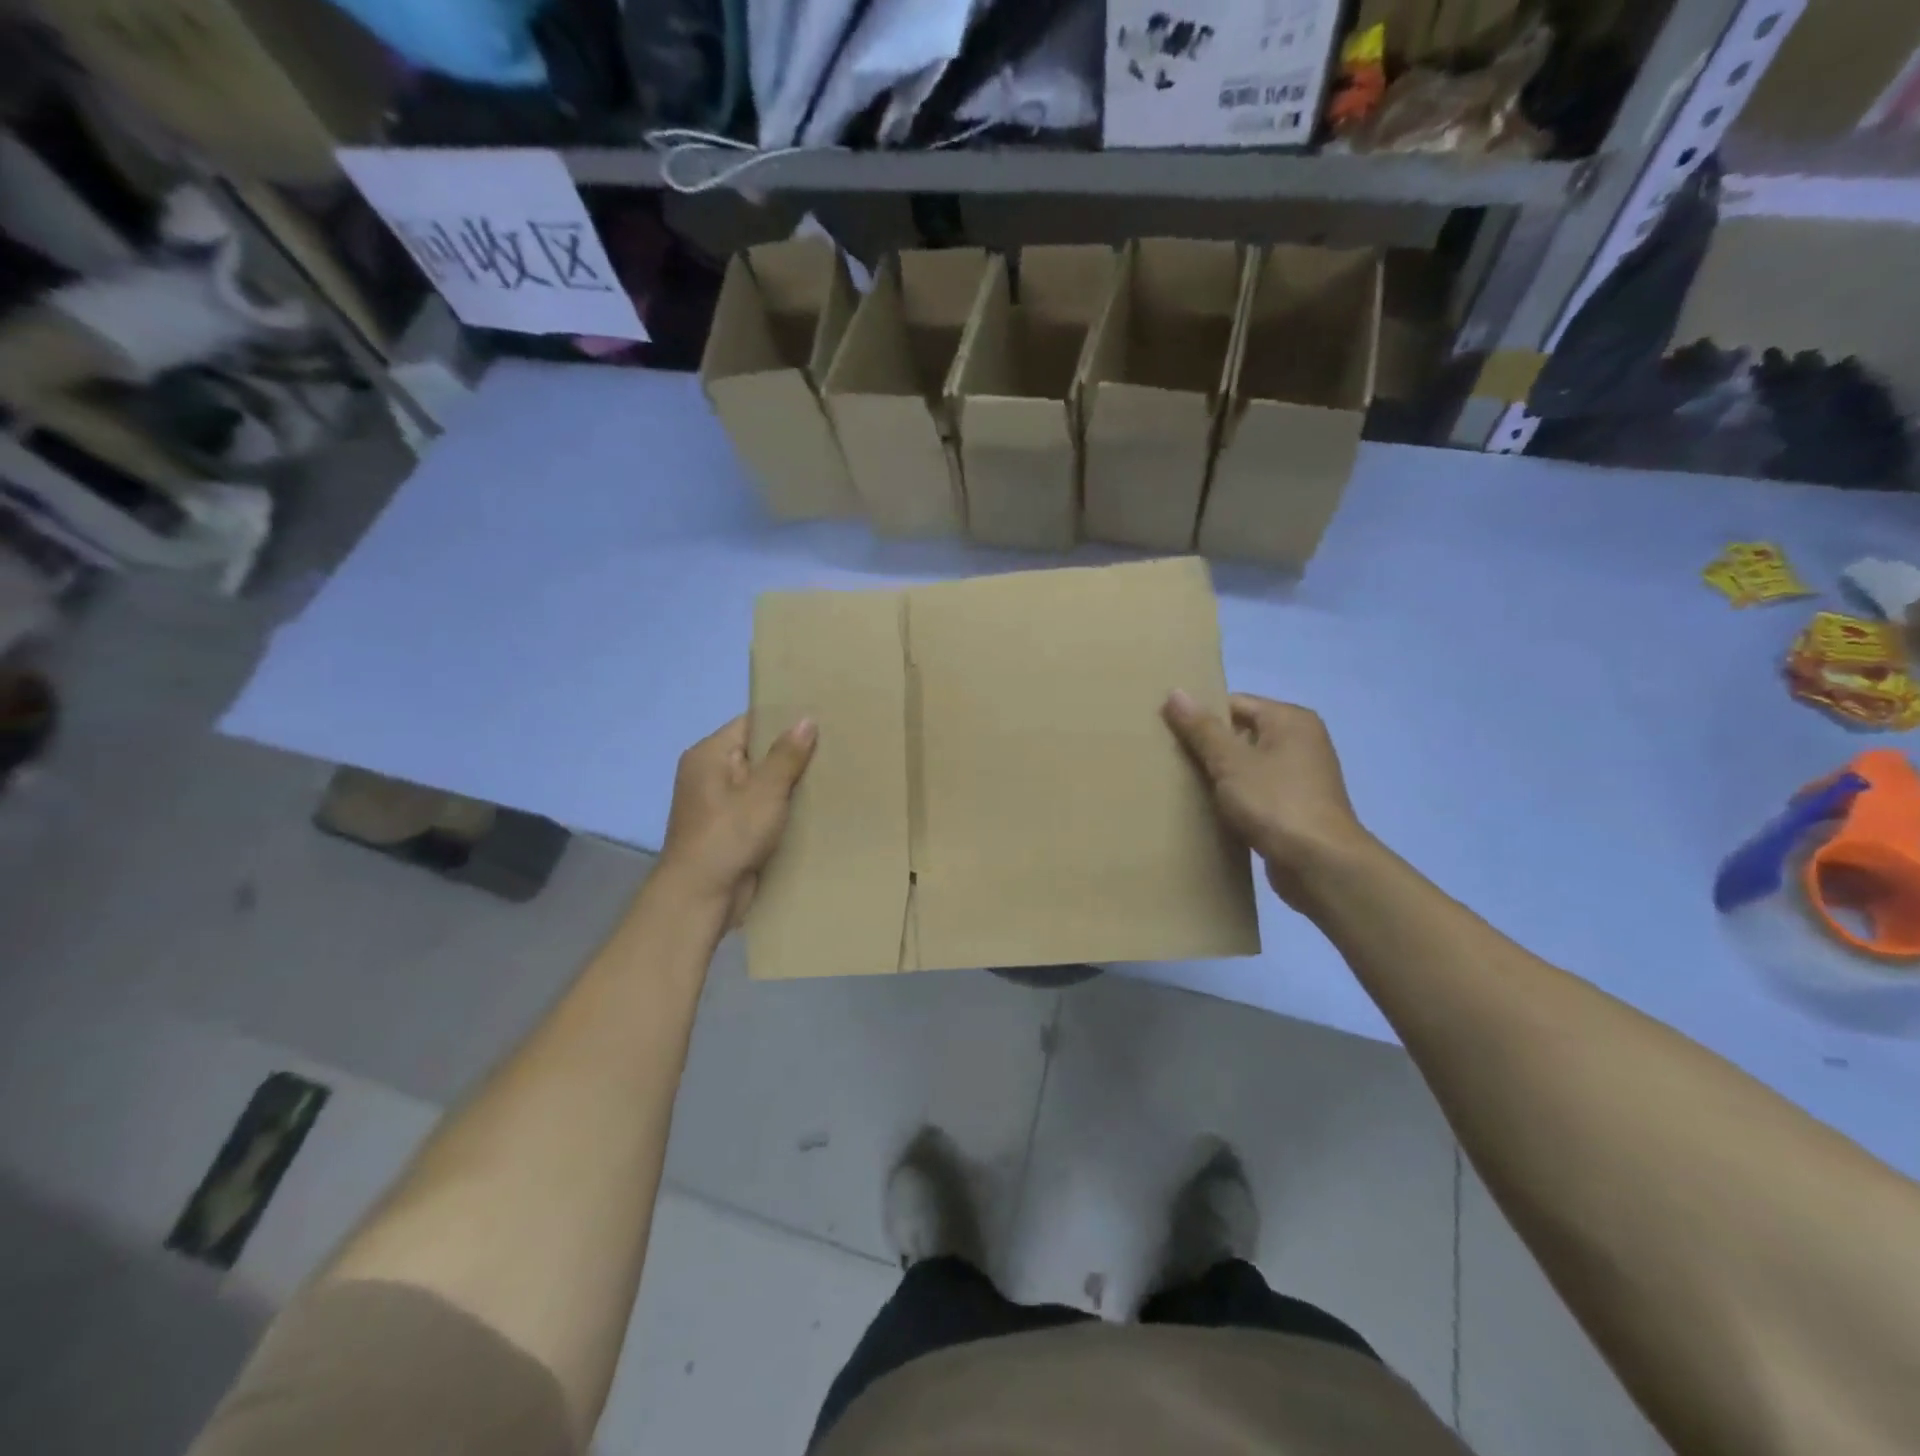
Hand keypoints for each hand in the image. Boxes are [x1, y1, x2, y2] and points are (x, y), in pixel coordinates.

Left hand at [659, 714, 816, 921]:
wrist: (702, 896)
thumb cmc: (730, 835)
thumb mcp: (765, 791)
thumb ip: (786, 755)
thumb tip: (806, 719)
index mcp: (708, 755)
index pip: (751, 724)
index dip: (784, 721)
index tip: (821, 720)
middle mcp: (709, 774)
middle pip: (756, 753)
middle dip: (791, 755)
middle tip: (834, 748)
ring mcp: (717, 804)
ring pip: (761, 784)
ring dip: (789, 785)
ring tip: (830, 775)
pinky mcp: (729, 830)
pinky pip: (759, 809)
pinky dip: (781, 809)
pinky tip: (812, 808)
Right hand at [1163, 690, 1370, 908]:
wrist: (1320, 864)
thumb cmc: (1275, 802)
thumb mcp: (1230, 762)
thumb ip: (1202, 728)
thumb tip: (1175, 692)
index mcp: (1290, 720)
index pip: (1235, 703)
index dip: (1201, 716)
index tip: (1168, 733)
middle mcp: (1301, 741)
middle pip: (1241, 733)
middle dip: (1207, 746)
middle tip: (1170, 759)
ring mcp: (1301, 776)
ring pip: (1247, 765)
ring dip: (1219, 775)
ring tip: (1183, 784)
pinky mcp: (1296, 807)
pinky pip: (1256, 791)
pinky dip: (1235, 797)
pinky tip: (1209, 809)